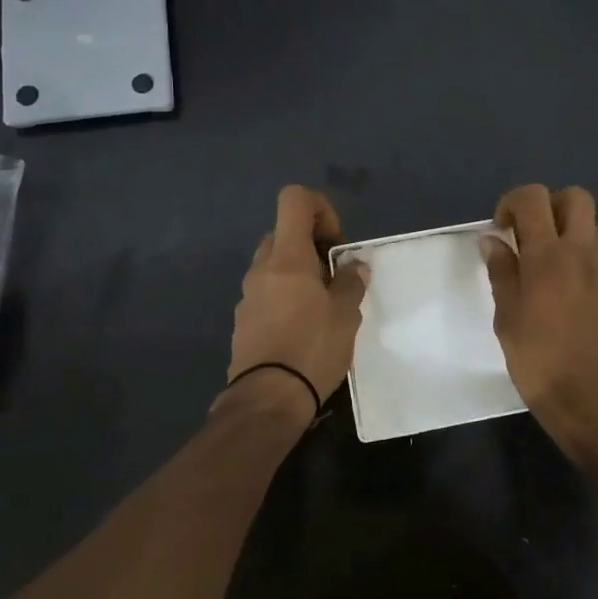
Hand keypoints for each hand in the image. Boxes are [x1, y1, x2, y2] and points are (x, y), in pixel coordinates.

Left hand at [225, 185, 369, 423]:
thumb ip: (352, 282)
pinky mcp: (243, 320)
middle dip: (311, 246)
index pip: (294, 200)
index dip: (320, 208)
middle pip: (283, 233)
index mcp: (287, 256)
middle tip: (334, 277)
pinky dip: (285, 297)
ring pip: (274, 265)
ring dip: (298, 274)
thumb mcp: (346, 314)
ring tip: (323, 307)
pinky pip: (266, 293)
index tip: (335, 243)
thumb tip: (354, 265)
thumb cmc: (312, 347)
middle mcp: (261, 268)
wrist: (268, 398)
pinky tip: (303, 329)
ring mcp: (248, 294)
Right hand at [481, 184, 597, 460]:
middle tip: (529, 234)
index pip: (534, 198)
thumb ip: (501, 273)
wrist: (593, 402)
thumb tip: (493, 240)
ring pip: (592, 226)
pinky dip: (580, 257)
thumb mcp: (507, 318)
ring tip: (545, 262)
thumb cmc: (539, 362)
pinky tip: (562, 292)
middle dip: (549, 205)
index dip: (513, 202)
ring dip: (568, 230)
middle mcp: (581, 254)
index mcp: (548, 256)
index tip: (501, 229)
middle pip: (576, 198)